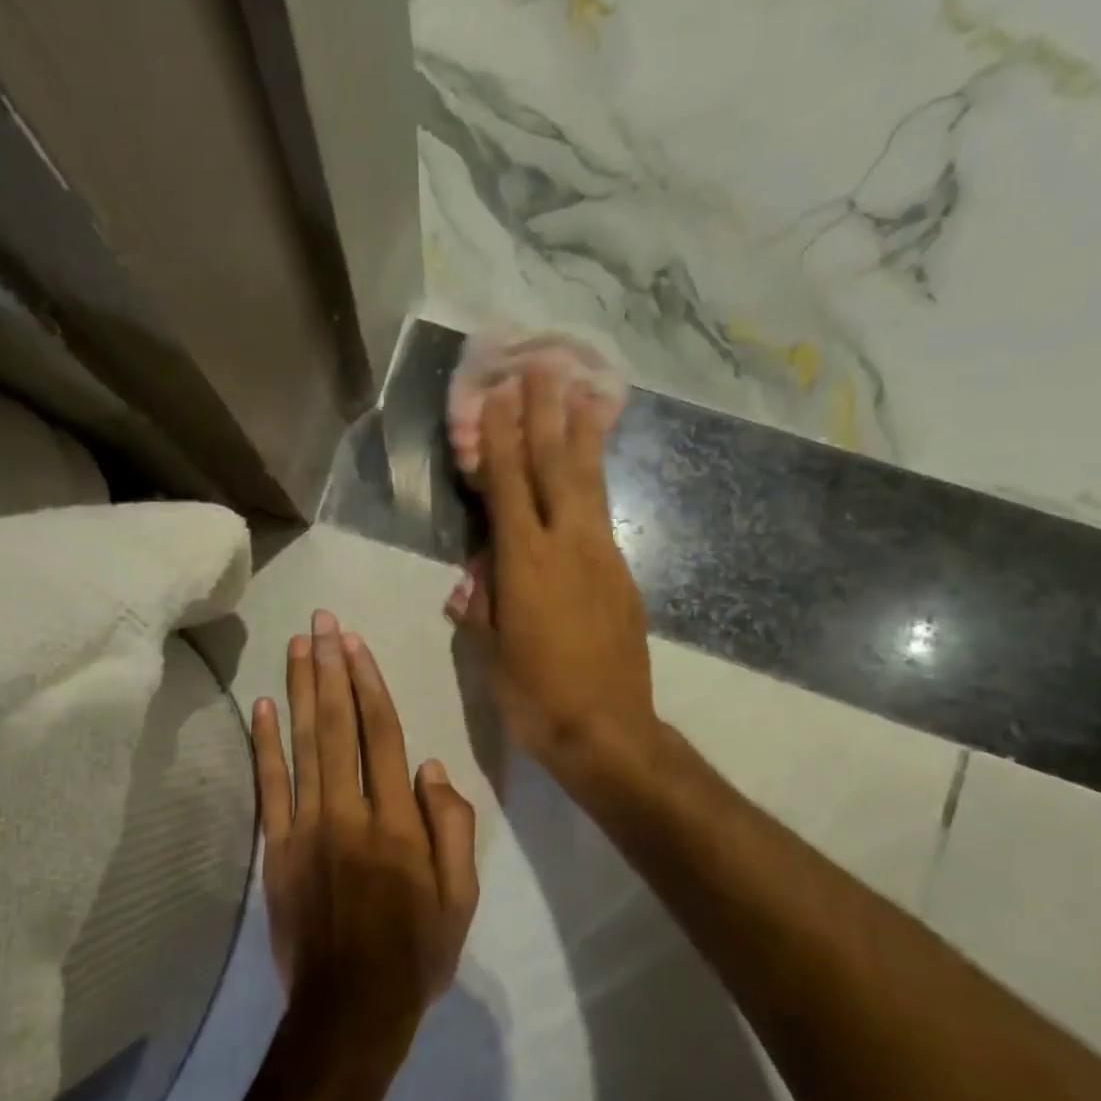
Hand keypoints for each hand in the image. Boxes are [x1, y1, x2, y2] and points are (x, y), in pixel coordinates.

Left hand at [252, 610, 478, 1055]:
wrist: (349, 1010)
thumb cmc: (415, 953)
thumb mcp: (460, 897)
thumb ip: (453, 827)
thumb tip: (433, 767)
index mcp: (397, 821)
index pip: (382, 734)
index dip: (369, 683)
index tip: (355, 643)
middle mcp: (349, 811)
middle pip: (338, 725)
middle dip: (330, 668)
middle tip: (322, 622)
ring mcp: (307, 827)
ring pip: (303, 744)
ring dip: (300, 690)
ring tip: (297, 646)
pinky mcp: (277, 848)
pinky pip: (269, 787)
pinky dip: (264, 744)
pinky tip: (263, 706)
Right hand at [447, 368, 658, 779]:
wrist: (607, 731)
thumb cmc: (535, 696)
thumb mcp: (493, 652)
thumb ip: (485, 605)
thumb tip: (477, 577)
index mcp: (526, 564)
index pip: (507, 487)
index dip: (499, 440)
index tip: (496, 397)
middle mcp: (568, 547)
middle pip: (556, 468)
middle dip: (547, 416)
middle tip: (544, 369)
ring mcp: (603, 558)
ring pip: (590, 485)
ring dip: (582, 436)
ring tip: (583, 394)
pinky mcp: (623, 576)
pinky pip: (603, 516)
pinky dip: (594, 484)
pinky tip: (589, 473)